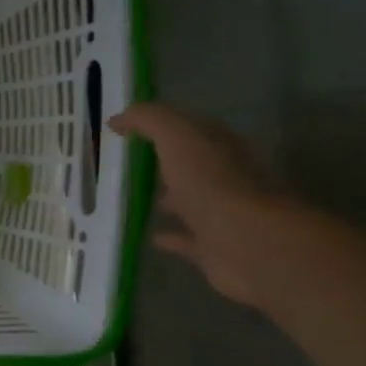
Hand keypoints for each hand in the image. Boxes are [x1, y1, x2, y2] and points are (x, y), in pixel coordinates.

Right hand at [109, 103, 296, 307]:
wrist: (246, 241)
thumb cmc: (211, 183)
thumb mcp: (177, 137)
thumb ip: (149, 121)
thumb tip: (119, 118)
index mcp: (219, 148)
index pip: (192, 129)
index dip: (162, 126)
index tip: (128, 130)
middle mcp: (225, 177)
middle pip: (192, 165)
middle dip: (167, 163)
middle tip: (130, 165)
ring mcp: (220, 214)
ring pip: (190, 202)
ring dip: (170, 199)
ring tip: (137, 199)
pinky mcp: (213, 247)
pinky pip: (187, 239)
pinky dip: (171, 237)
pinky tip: (152, 237)